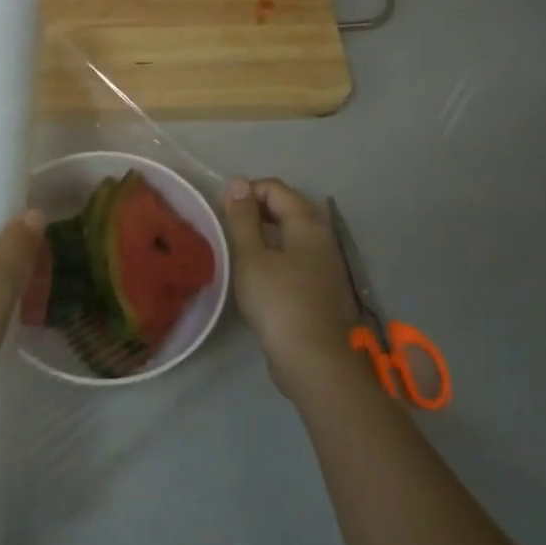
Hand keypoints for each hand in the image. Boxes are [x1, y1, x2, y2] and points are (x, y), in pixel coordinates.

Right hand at [222, 178, 362, 400]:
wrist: (315, 361)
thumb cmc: (279, 303)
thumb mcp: (251, 257)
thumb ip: (242, 218)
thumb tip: (237, 183)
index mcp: (307, 223)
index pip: (275, 188)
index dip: (245, 192)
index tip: (220, 212)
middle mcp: (322, 237)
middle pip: (286, 208)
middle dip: (254, 211)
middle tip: (226, 229)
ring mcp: (325, 263)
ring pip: (290, 234)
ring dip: (263, 234)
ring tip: (236, 251)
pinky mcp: (320, 287)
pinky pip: (294, 257)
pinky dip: (274, 256)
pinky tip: (255, 275)